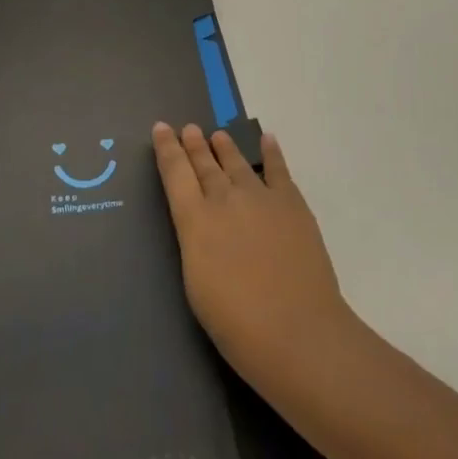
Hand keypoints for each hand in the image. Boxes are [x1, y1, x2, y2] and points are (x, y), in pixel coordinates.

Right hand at [152, 122, 355, 401]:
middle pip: (205, 164)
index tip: (161, 128)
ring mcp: (260, 198)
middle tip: (188, 128)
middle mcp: (224, 199)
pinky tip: (267, 140)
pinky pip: (278, 170)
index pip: (175, 173)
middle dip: (194, 145)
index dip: (167, 149)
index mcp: (195, 220)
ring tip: (218, 134)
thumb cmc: (236, 321)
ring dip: (225, 147)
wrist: (296, 331)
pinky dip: (271, 153)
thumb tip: (200, 223)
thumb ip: (195, 242)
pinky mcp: (292, 204)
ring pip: (237, 163)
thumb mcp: (195, 282)